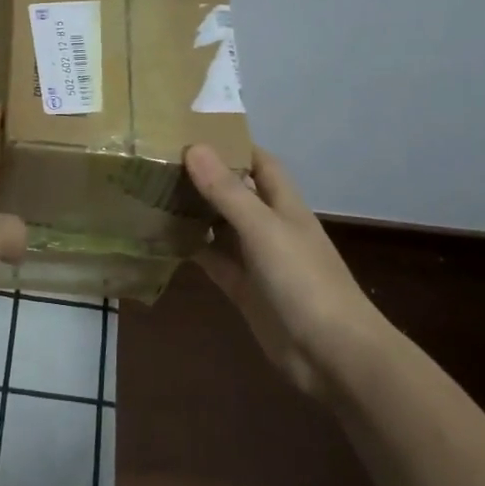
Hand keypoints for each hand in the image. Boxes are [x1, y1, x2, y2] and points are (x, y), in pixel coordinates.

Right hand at [184, 144, 375, 396]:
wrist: (331, 353)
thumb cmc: (304, 281)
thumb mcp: (263, 230)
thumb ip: (228, 191)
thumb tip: (195, 147)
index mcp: (283, 205)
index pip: (259, 162)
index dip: (232, 145)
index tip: (192, 132)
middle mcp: (269, 226)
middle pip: (235, 192)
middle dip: (204, 177)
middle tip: (159, 162)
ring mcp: (256, 259)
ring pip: (220, 226)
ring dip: (194, 212)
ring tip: (152, 193)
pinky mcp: (244, 289)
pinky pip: (214, 260)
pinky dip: (192, 249)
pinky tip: (162, 238)